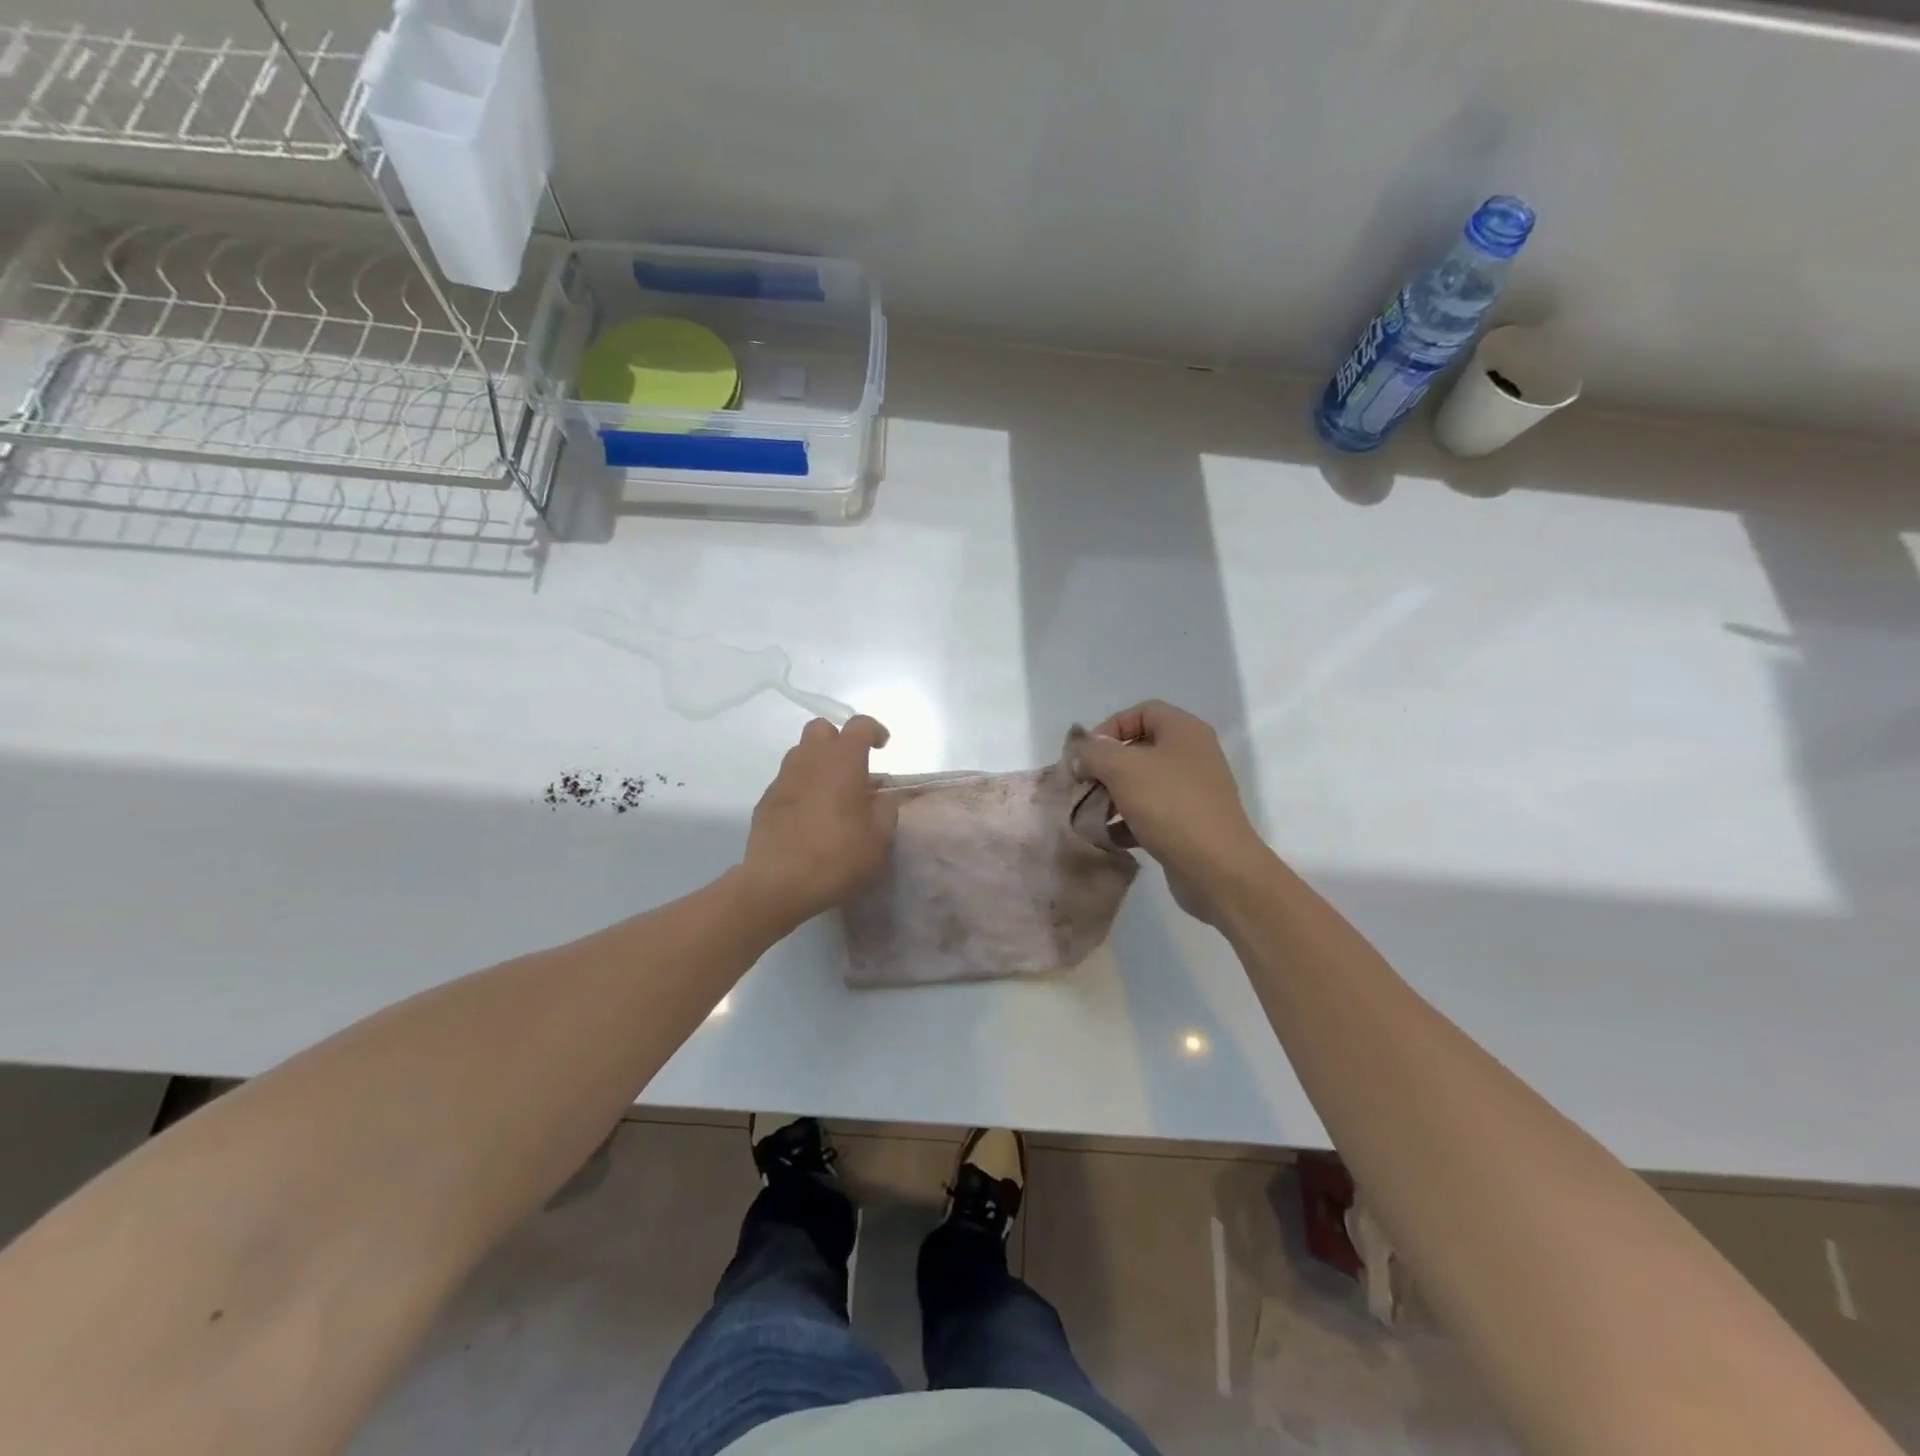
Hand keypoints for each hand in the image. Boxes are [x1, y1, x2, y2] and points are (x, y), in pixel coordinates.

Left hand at [738, 715, 898, 927]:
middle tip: (853, 768)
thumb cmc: (837, 856)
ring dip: (818, 763)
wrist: (778, 884)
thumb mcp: (879, 838)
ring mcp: (783, 779)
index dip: (874, 730)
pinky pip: (788, 780)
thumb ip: (886, 809)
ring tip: (832, 793)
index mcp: (842, 761)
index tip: (883, 747)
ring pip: (801, 753)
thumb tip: (880, 798)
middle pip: (821, 728)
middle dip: (839, 739)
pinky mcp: (766, 801)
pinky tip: (810, 816)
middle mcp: (810, 760)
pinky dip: (802, 787)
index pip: (859, 725)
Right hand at [1074, 701, 1269, 924]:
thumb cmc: (1169, 805)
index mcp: (1184, 731)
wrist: (1216, 866)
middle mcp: (1193, 754)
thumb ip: (1094, 753)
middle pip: (1141, 748)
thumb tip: (1082, 754)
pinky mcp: (1191, 822)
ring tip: (1092, 814)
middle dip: (1107, 766)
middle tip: (1085, 785)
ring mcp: (1194, 790)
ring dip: (1114, 795)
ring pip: (1144, 783)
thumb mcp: (1122, 768)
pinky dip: (1129, 820)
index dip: (1110, 727)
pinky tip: (1110, 836)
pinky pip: (1153, 812)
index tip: (1088, 754)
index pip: (1142, 711)